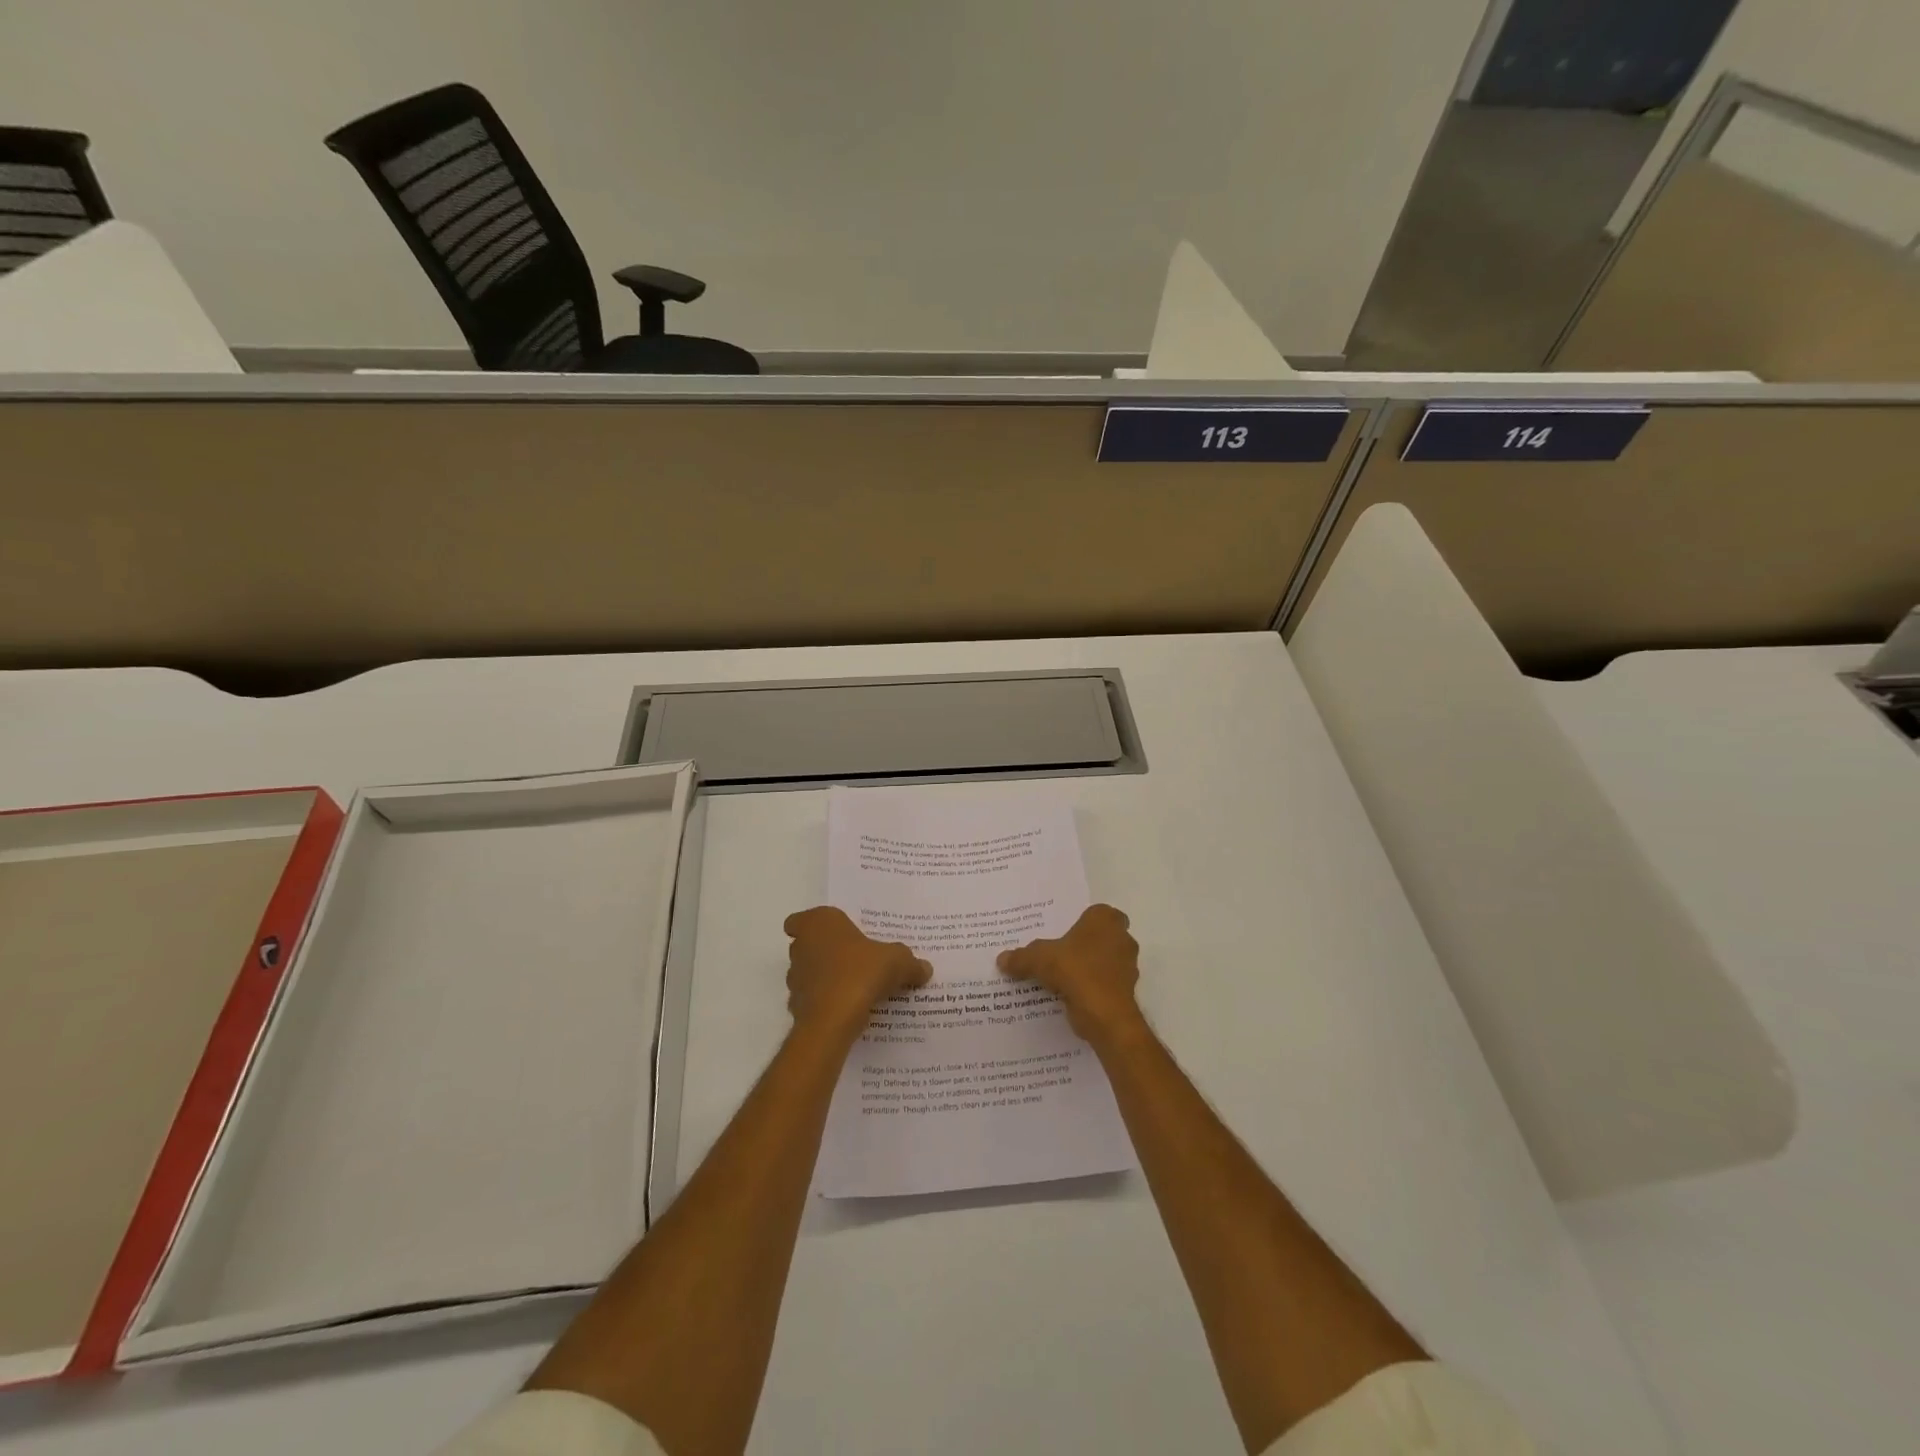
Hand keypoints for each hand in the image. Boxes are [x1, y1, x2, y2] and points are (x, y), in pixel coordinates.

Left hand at [784, 906, 930, 1040]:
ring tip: (853, 988)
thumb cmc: (861, 973)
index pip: (799, 920)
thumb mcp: (897, 962)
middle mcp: (801, 947)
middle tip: (852, 959)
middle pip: (806, 946)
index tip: (831, 935)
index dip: (812, 926)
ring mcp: (795, 978)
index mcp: (819, 923)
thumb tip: (925, 968)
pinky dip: (825, 1003)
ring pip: (807, 974)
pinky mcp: (796, 1007)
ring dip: (824, 978)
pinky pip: (812, 1000)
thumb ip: (911, 962)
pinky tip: (847, 1010)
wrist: (833, 1020)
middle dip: (824, 952)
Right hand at [998, 904, 1143, 1044]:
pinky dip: (1092, 988)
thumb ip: (1021, 957)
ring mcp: (1128, 965)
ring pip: (1105, 961)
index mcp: (1105, 920)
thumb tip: (1001, 959)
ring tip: (1062, 977)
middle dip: (1084, 944)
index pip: (1095, 913)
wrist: (1104, 1014)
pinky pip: (1105, 983)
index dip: (1081, 921)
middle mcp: (1122, 938)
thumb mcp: (1039, 959)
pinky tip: (1071, 995)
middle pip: (1101, 937)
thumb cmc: (1075, 970)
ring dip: (1089, 967)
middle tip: (1059, 953)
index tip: (1062, 932)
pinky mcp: (1127, 991)